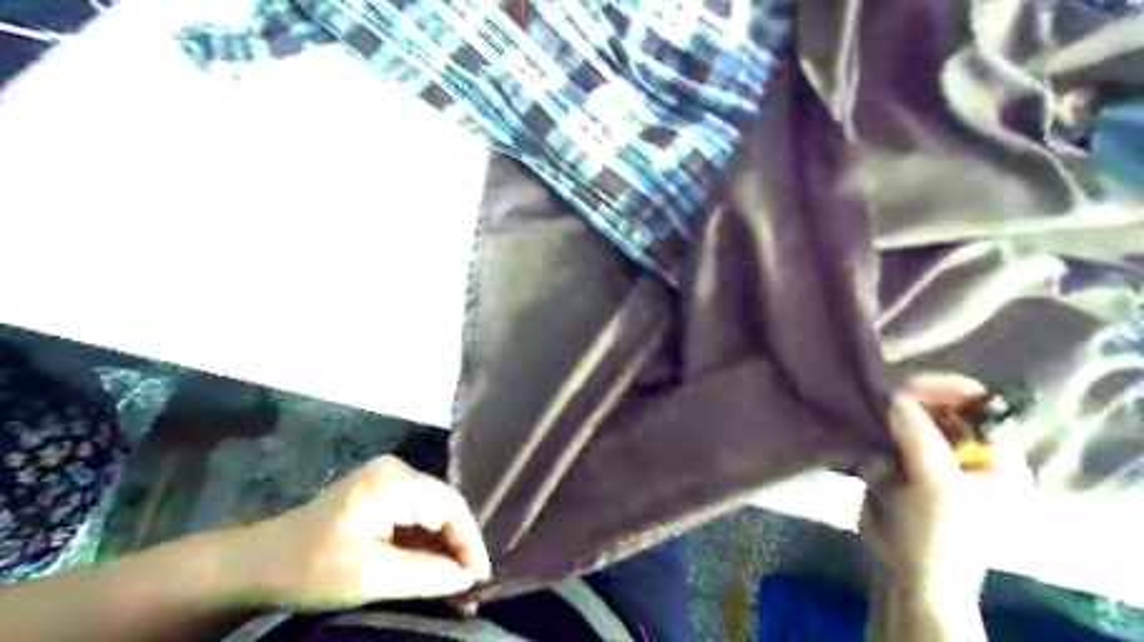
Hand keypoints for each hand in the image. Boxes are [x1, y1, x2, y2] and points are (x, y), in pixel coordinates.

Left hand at [236, 454, 490, 607]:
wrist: (258, 564)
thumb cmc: (311, 568)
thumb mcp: (371, 575)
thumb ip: (426, 574)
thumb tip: (468, 578)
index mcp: (393, 481)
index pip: (449, 505)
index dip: (469, 540)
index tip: (480, 579)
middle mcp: (397, 472)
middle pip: (443, 508)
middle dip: (458, 548)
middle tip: (470, 589)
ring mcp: (390, 482)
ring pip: (432, 515)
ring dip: (444, 550)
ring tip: (456, 587)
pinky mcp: (383, 496)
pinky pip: (416, 519)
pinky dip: (426, 547)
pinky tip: (434, 572)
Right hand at [864, 376, 1032, 600]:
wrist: (907, 576)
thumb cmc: (940, 538)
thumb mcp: (938, 487)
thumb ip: (920, 438)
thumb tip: (894, 396)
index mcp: (995, 456)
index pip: (981, 404)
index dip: (949, 390)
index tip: (909, 389)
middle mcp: (964, 450)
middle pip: (940, 406)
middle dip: (911, 402)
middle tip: (880, 404)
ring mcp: (930, 456)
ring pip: (907, 419)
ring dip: (886, 420)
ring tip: (869, 428)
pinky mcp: (899, 464)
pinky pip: (885, 436)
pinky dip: (872, 435)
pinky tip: (864, 444)